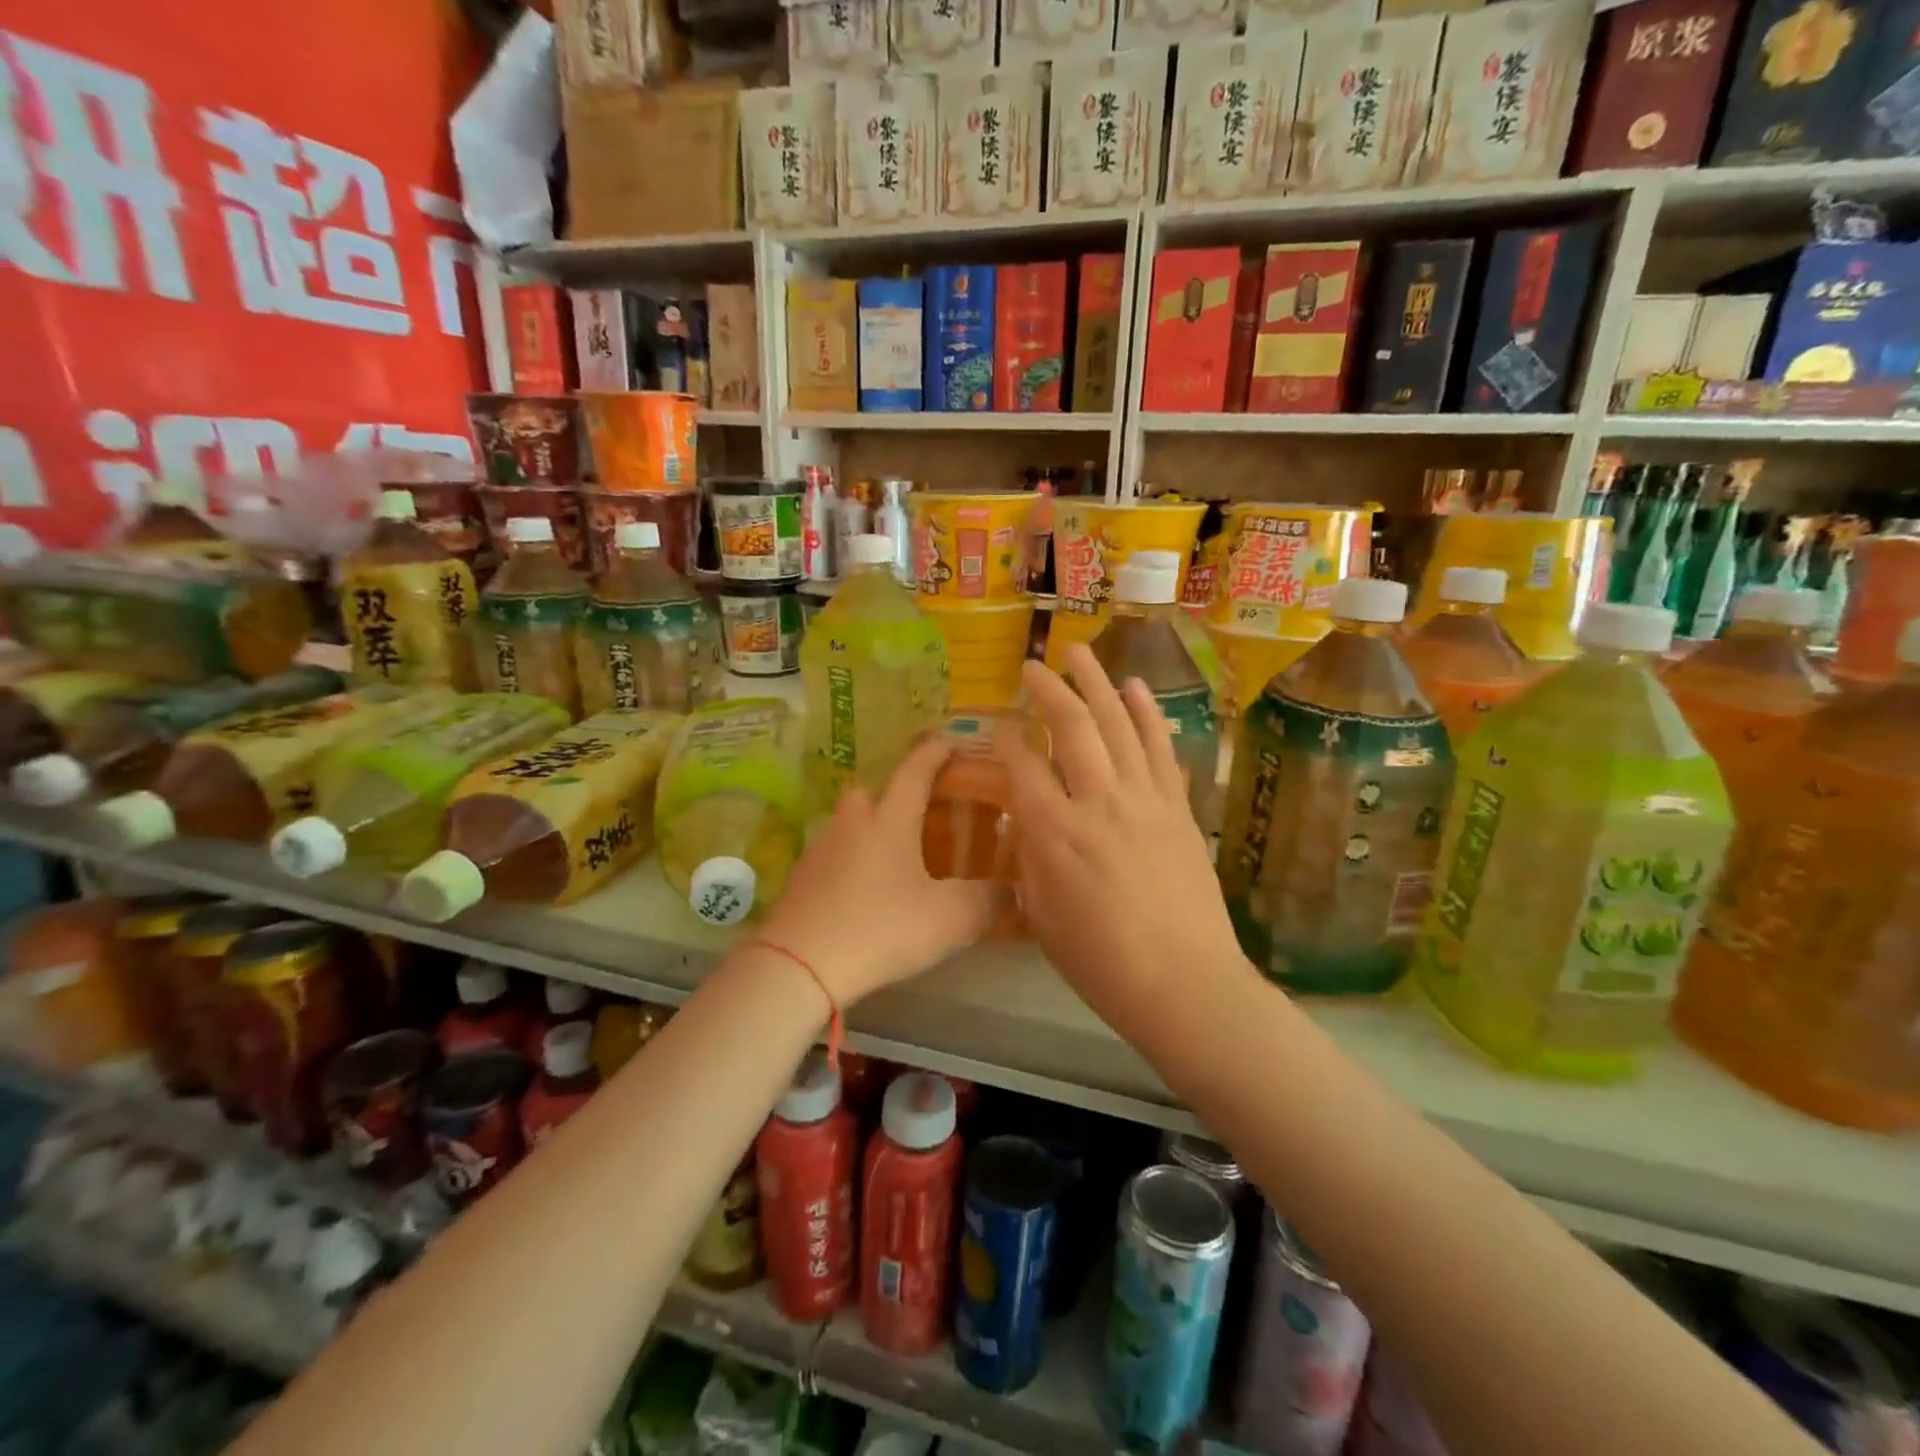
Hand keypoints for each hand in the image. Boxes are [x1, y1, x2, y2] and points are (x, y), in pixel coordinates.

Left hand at [755, 736, 1000, 1007]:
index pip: (915, 772)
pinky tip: (861, 893)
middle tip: (915, 814)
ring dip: (867, 831)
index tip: (950, 742)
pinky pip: (830, 858)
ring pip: (846, 825)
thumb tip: (1013, 891)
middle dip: (891, 794)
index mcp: (890, 821)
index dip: (935, 754)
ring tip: (891, 859)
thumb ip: (987, 900)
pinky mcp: (799, 882)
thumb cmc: (882, 927)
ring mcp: (819, 852)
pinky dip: (847, 864)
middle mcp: (852, 825)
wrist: (800, 965)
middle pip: (868, 791)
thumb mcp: (950, 919)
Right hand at [997, 644, 1255, 1038]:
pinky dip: (1146, 713)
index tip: (1000, 723)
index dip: (1007, 737)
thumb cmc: (1101, 962)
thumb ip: (1030, 859)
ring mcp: (1144, 800)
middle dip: (1049, 690)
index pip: (1023, 766)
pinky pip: (1160, 748)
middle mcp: (1098, 803)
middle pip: (1072, 728)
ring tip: (1080, 653)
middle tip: (1032, 664)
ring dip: (1097, 683)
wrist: (1184, 983)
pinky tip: (1135, 687)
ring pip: (1118, 725)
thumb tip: (1029, 820)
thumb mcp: (1041, 916)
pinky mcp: (1177, 808)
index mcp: (1054, 834)